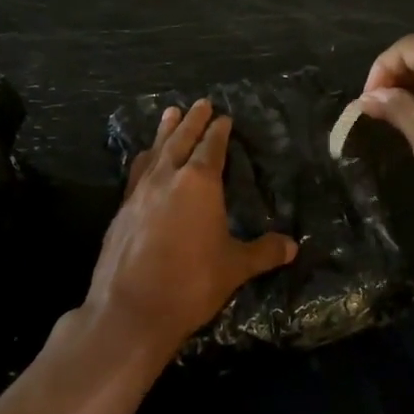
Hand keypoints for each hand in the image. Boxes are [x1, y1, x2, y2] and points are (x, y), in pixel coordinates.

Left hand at [82, 100, 298, 368]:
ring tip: (170, 113)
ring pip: (155, 151)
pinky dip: (145, 158)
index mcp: (199, 183)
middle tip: (200, 103)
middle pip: (180, 139)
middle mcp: (167, 178)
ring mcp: (139, 192)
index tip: (224, 118)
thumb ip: (263, 252)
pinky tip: (145, 160)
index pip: (211, 148)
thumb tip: (292, 246)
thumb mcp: (234, 268)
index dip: (219, 131)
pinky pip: (136, 172)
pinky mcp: (121, 211)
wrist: (130, 310)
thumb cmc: (190, 283)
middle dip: (192, 120)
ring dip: (164, 131)